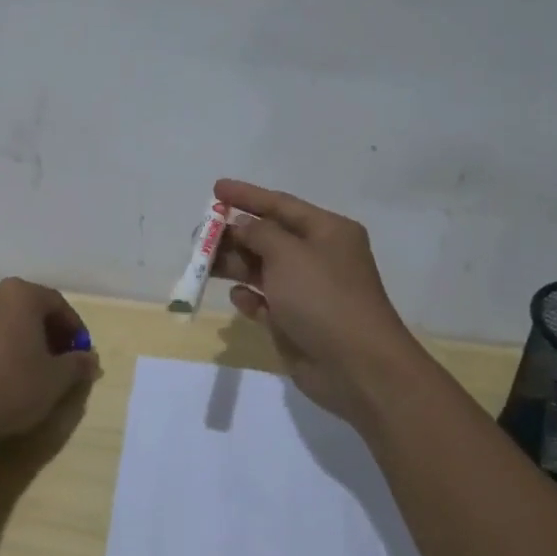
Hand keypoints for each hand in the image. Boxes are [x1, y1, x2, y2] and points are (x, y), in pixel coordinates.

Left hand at [0, 279, 97, 446]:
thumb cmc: (12, 389)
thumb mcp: (57, 380)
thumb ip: (77, 363)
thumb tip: (89, 358)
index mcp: (20, 295)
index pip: (56, 303)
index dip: (72, 327)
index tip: (80, 351)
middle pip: (22, 306)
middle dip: (39, 327)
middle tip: (52, 357)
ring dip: (2, 331)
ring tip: (13, 360)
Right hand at [213, 179, 431, 425]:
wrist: (357, 366)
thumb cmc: (324, 298)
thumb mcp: (288, 254)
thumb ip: (259, 233)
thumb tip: (244, 225)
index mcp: (327, 231)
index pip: (281, 205)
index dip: (247, 196)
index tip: (215, 189)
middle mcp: (318, 256)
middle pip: (268, 237)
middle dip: (234, 235)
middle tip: (199, 236)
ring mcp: (307, 291)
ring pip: (262, 269)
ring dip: (234, 265)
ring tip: (203, 266)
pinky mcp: (296, 322)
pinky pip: (265, 302)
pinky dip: (250, 298)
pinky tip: (239, 298)